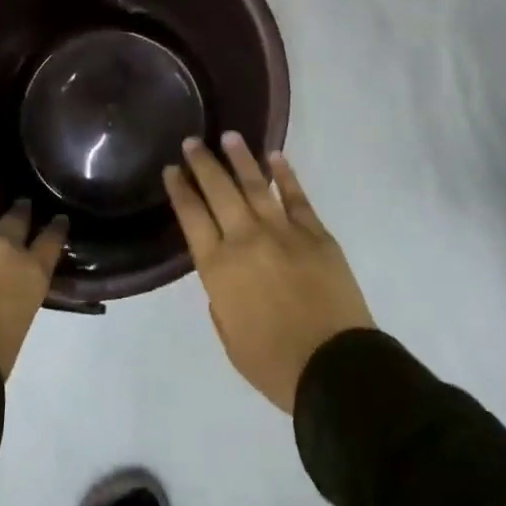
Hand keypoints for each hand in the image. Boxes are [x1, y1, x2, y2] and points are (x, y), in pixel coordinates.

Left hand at [0, 187, 68, 378]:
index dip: (56, 227)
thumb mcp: (20, 323)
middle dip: (21, 210)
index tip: (59, 218)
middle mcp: (6, 248)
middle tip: (22, 203)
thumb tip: (11, 293)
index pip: (52, 241)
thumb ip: (20, 298)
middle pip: (17, 220)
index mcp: (33, 273)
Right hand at [164, 135, 374, 413]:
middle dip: (203, 163)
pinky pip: (297, 196)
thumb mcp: (230, 339)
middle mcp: (245, 239)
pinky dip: (285, 174)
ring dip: (240, 158)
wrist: (334, 368)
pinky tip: (274, 156)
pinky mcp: (315, 233)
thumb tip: (225, 274)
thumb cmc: (274, 364)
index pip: (191, 216)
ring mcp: (283, 231)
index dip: (180, 190)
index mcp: (218, 268)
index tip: (171, 170)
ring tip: (228, 136)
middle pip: (219, 191)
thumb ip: (220, 301)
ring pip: (255, 185)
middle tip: (191, 141)